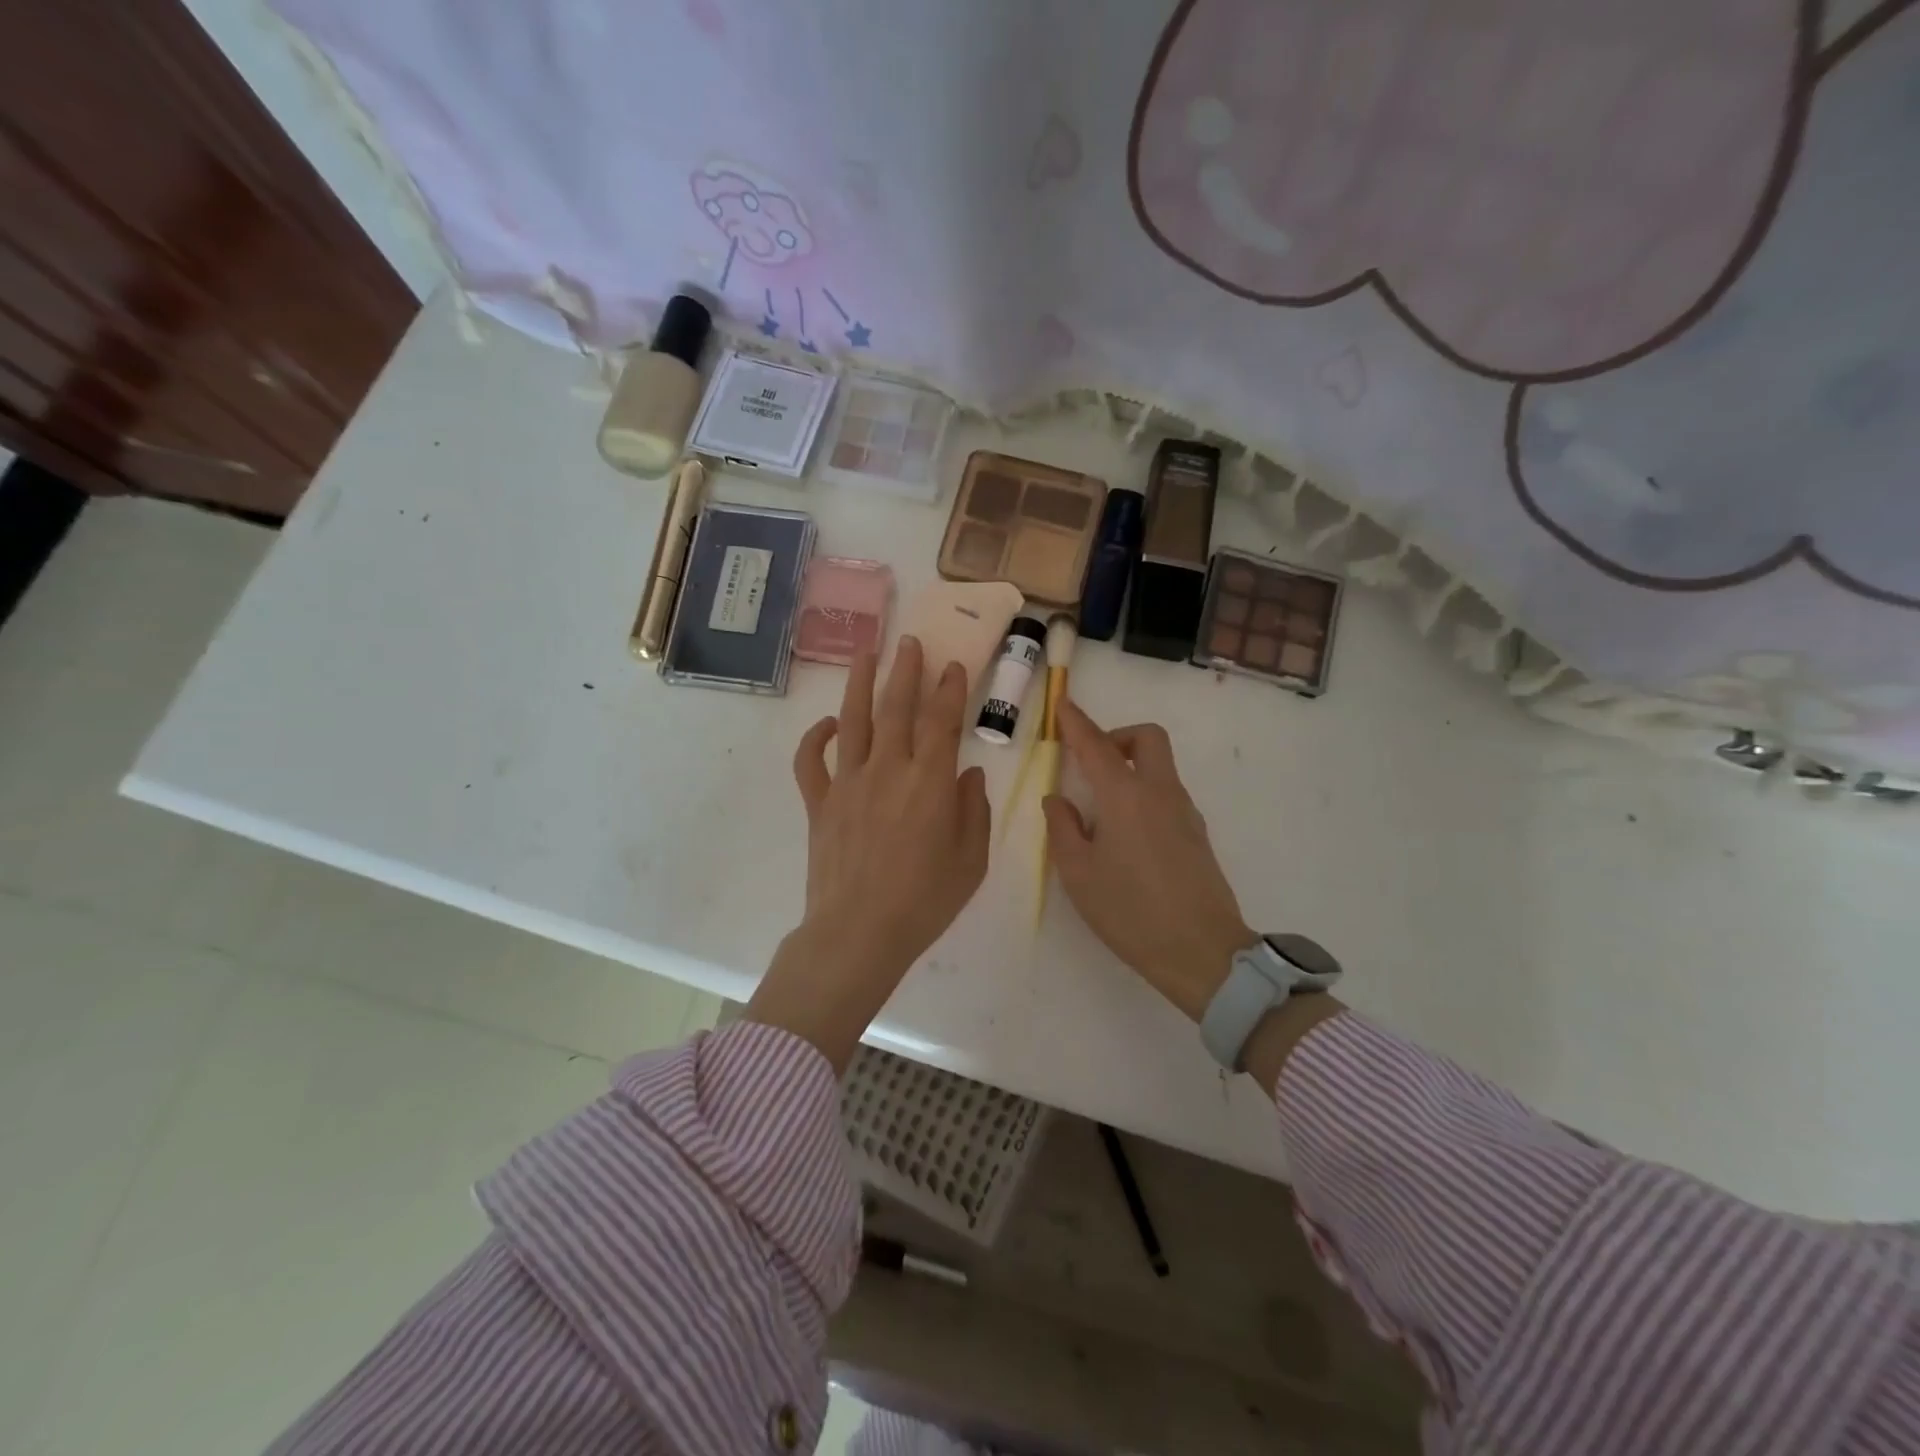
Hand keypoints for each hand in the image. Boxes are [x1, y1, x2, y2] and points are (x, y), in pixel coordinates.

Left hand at [745, 638, 990, 1070]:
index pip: (941, 721)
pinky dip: (815, 738)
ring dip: (860, 683)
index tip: (953, 666)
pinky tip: (826, 723)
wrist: (859, 932)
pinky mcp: (819, 803)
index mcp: (929, 782)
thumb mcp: (970, 861)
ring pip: (853, 721)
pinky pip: (811, 761)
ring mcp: (848, 783)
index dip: (949, 689)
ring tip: (866, 653)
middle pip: (896, 708)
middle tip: (910, 642)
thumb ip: (973, 810)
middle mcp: (887, 770)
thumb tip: (968, 773)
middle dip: (906, 670)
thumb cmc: (924, 901)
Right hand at [1042, 700, 1253, 1022]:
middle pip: (1146, 739)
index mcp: (1125, 797)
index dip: (1076, 722)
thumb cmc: (1130, 912)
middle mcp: (1159, 792)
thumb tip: (1057, 800)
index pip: (1096, 745)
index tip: (1062, 704)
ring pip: (1160, 765)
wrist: (1202, 952)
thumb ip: (1063, 828)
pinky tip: (1126, 833)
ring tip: (1101, 809)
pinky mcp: (1197, 833)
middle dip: (1117, 737)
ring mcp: (1185, 811)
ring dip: (1131, 766)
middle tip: (1090, 762)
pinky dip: (1144, 792)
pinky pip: (1167, 793)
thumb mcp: (1078, 873)